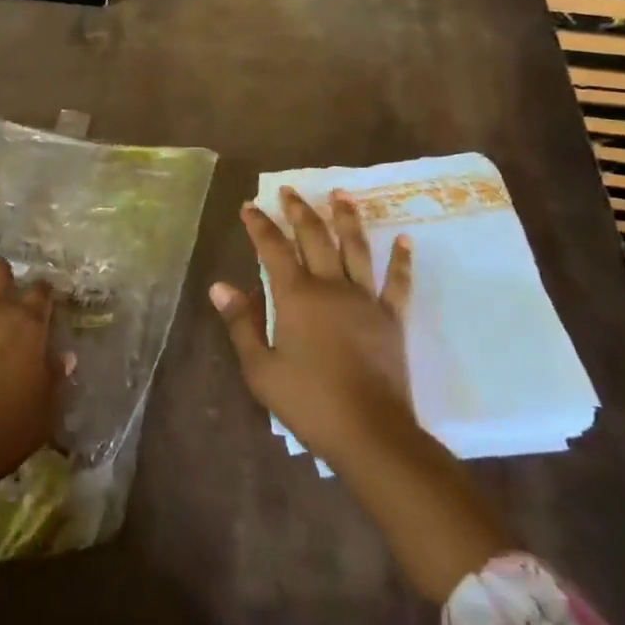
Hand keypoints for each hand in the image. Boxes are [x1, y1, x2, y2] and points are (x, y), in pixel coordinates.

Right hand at [210, 188, 417, 471]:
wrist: (370, 433)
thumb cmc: (309, 402)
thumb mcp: (261, 369)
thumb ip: (241, 323)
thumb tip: (219, 286)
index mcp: (296, 296)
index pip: (273, 248)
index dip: (259, 225)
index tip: (249, 206)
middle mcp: (331, 286)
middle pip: (314, 237)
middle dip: (299, 211)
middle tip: (289, 190)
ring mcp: (365, 300)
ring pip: (356, 248)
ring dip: (347, 218)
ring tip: (341, 193)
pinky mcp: (392, 319)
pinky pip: (398, 282)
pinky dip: (402, 259)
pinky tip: (405, 239)